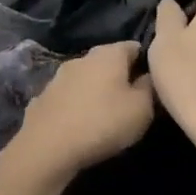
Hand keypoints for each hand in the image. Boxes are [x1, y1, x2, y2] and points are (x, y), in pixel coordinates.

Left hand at [9, 41, 154, 182]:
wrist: (47, 147)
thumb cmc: (103, 122)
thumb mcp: (142, 109)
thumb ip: (149, 88)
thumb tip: (147, 77)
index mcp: (108, 54)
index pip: (134, 47)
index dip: (146, 62)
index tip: (153, 82)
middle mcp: (82, 58)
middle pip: (108, 62)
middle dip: (120, 77)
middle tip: (131, 101)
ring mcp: (58, 77)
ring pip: (85, 79)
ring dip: (95, 91)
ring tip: (105, 115)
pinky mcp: (42, 98)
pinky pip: (67, 98)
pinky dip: (76, 106)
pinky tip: (79, 124)